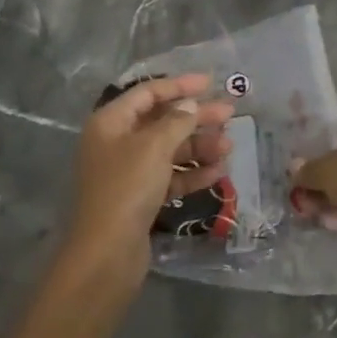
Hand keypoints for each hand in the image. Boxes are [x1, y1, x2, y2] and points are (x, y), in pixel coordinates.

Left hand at [63, 74, 232, 286]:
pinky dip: (192, 173)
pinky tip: (218, 172)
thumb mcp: (155, 146)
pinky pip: (170, 176)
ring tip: (229, 147)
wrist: (107, 254)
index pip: (148, 93)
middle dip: (196, 117)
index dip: (180, 85)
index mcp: (110, 122)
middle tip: (229, 114)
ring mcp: (128, 172)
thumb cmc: (127, 188)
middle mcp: (116, 142)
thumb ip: (177, 120)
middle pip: (162, 121)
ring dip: (199, 146)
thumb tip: (191, 105)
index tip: (211, 83)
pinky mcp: (140, 198)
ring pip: (169, 150)